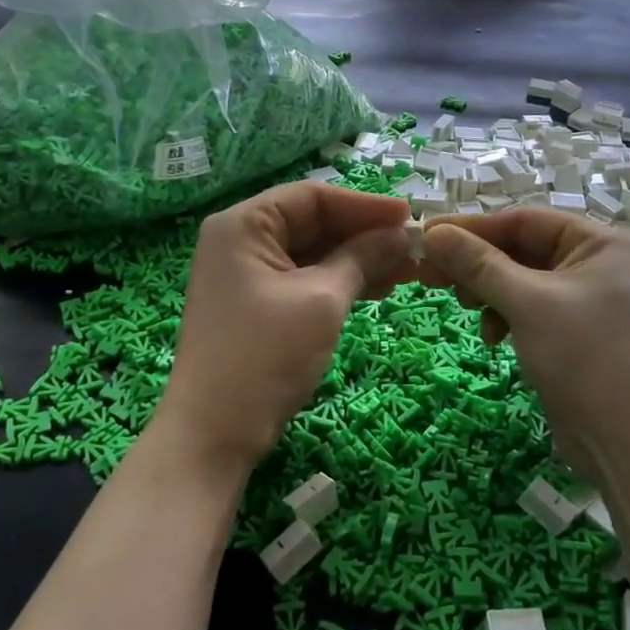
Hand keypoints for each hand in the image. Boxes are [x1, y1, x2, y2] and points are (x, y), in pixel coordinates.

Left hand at [158, 183, 414, 470]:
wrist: (216, 432)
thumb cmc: (266, 355)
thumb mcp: (322, 299)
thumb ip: (363, 258)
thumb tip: (402, 235)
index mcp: (243, 225)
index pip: (312, 197)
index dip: (365, 206)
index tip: (410, 217)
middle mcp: (240, 241)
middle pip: (312, 223)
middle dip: (364, 236)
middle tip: (413, 249)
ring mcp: (246, 275)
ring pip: (312, 254)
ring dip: (358, 261)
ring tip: (405, 273)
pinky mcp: (256, 306)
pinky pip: (304, 280)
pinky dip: (339, 283)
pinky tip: (377, 290)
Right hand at [420, 209, 629, 481]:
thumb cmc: (587, 359)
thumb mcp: (528, 304)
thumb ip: (479, 264)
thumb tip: (432, 233)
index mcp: (600, 243)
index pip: (524, 220)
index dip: (472, 228)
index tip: (426, 237)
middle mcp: (599, 264)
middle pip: (522, 249)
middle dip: (477, 264)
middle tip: (430, 277)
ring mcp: (590, 302)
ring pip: (523, 282)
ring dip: (489, 292)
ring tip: (464, 309)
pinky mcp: (578, 335)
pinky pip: (532, 311)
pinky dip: (507, 318)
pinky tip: (491, 338)